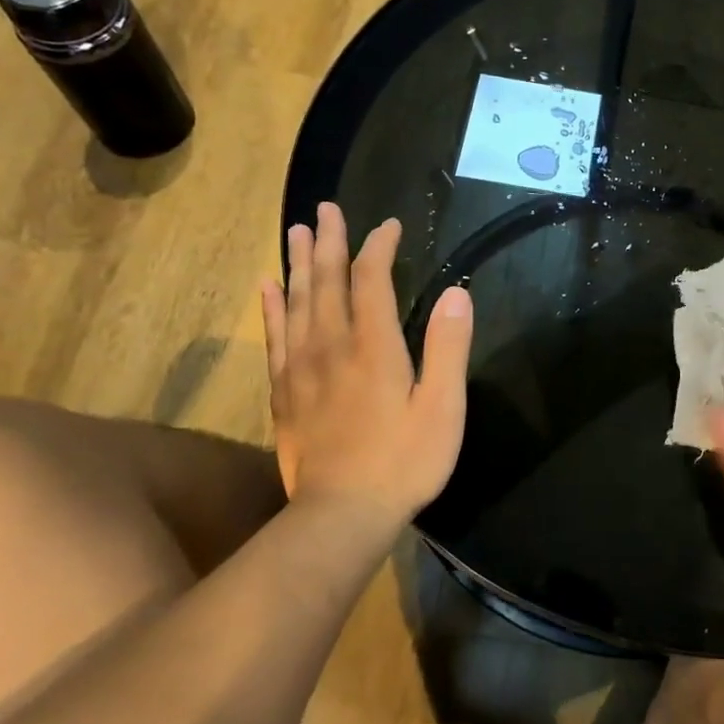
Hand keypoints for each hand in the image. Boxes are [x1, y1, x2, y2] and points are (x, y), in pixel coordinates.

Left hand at [259, 203, 472, 530]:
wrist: (341, 514)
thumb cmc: (404, 461)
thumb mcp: (443, 408)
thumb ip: (448, 348)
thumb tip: (456, 294)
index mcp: (374, 346)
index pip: (371, 280)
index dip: (379, 247)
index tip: (389, 226)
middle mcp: (332, 346)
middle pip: (325, 282)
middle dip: (327, 242)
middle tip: (325, 209)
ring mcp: (302, 369)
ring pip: (296, 302)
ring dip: (296, 264)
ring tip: (295, 232)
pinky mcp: (284, 392)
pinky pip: (274, 337)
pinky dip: (271, 307)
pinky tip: (267, 288)